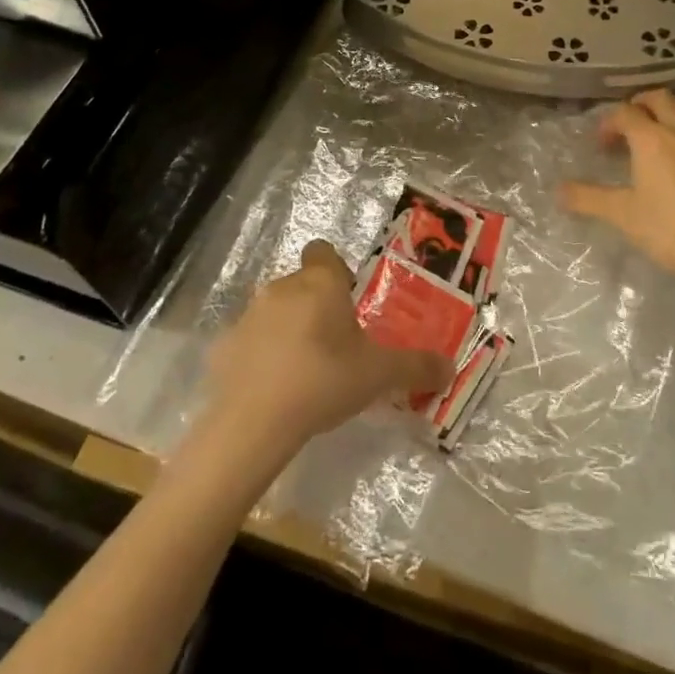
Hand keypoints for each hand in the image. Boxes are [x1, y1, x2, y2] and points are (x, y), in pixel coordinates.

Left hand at [202, 241, 451, 456]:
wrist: (254, 421)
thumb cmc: (324, 380)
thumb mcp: (379, 375)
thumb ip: (416, 367)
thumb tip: (450, 368)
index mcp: (320, 283)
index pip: (323, 252)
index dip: (336, 271)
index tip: (348, 303)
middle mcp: (282, 287)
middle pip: (301, 284)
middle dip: (316, 307)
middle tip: (335, 346)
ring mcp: (248, 315)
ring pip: (274, 311)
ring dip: (287, 330)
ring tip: (304, 371)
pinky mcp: (224, 346)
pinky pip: (249, 343)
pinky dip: (259, 357)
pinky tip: (272, 390)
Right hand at [560, 89, 674, 304]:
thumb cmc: (667, 228)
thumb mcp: (621, 214)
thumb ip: (587, 198)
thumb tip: (558, 191)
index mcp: (651, 138)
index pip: (625, 113)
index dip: (609, 123)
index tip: (602, 144)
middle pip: (660, 98)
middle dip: (641, 104)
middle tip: (631, 124)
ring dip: (674, 109)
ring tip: (665, 127)